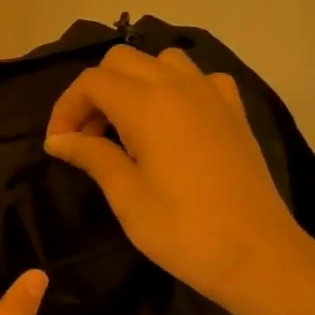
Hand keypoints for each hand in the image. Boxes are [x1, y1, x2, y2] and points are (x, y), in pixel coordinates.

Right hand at [44, 45, 313, 313]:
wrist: (255, 253)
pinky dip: (175, 88)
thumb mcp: (126, 195)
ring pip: (160, 61)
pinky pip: (198, 78)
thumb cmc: (181, 229)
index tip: (59, 145)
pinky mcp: (234, 111)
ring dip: (134, 84)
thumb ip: (91, 156)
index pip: (92, 82)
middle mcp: (178, 86)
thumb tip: (58, 140)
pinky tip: (173, 122)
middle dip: (95, 92)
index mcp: (146, 105)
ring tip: (127, 127)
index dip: (66, 108)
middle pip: (122, 61)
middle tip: (88, 137)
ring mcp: (212, 94)